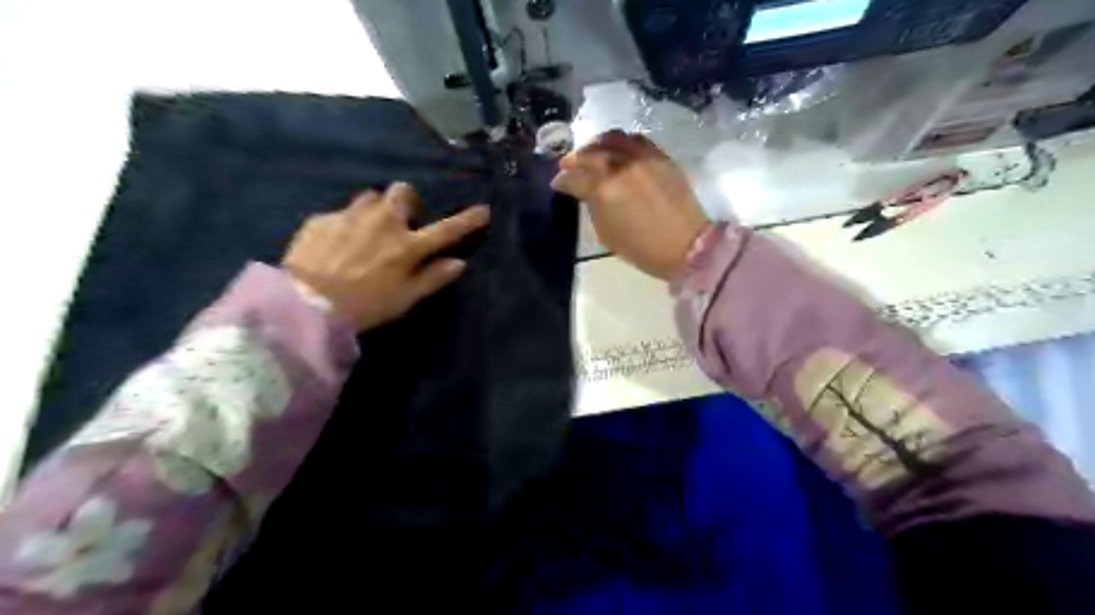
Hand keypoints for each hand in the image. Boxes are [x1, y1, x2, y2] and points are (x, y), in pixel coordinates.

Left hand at [281, 181, 485, 330]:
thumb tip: (459, 263)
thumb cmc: (365, 307)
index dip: (467, 220)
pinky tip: (336, 246)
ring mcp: (350, 217)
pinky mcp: (322, 220)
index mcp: (407, 246)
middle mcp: (382, 222)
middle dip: (407, 202)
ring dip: (375, 210)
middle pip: (403, 192)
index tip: (483, 210)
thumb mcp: (405, 299)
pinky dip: (345, 225)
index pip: (446, 230)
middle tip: (401, 222)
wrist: (305, 305)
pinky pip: (341, 214)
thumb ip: (433, 278)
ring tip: (366, 231)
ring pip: (370, 198)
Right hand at [547, 133, 709, 279]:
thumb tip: (585, 192)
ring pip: (613, 138)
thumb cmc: (642, 248)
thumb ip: (592, 206)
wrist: (686, 245)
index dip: (562, 181)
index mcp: (604, 190)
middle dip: (574, 159)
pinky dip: (621, 141)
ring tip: (591, 151)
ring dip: (596, 143)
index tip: (557, 183)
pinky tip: (616, 150)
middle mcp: (622, 167)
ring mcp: (643, 158)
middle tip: (567, 165)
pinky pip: (636, 139)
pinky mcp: (661, 156)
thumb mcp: (607, 233)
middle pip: (590, 153)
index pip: (574, 178)